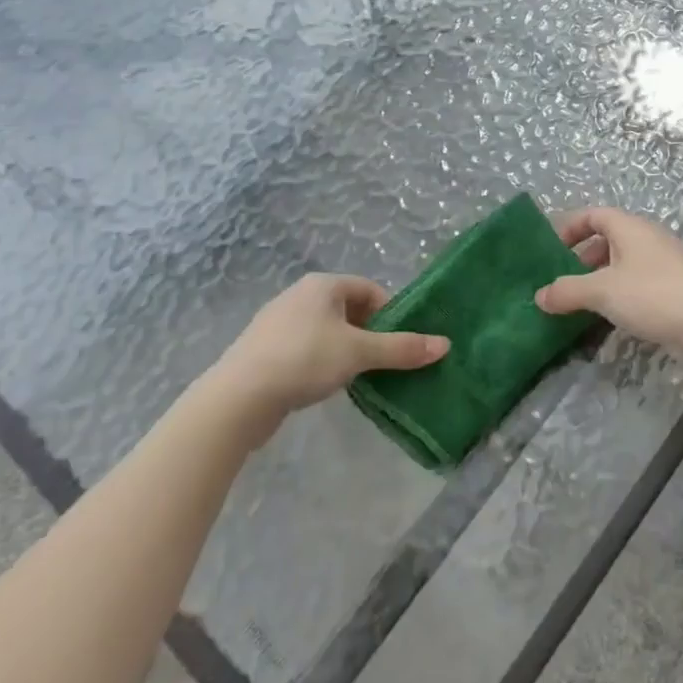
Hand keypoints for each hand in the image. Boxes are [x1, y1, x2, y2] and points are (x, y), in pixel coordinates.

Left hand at [206, 274, 448, 419]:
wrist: (237, 398)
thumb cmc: (304, 360)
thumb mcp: (359, 353)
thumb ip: (402, 348)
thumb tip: (445, 344)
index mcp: (323, 285)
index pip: (370, 290)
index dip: (389, 314)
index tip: (398, 343)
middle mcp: (299, 295)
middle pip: (348, 309)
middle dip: (368, 334)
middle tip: (381, 362)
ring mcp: (277, 322)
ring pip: (326, 330)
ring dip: (345, 349)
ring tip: (356, 376)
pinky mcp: (263, 350)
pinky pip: (304, 348)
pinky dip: (320, 362)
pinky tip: (322, 385)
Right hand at [534, 207, 682, 356]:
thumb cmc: (653, 294)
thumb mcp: (603, 292)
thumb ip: (568, 291)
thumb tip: (539, 295)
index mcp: (629, 227)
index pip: (594, 214)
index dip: (570, 227)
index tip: (551, 250)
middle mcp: (646, 237)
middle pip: (608, 238)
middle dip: (583, 257)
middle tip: (564, 281)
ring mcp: (663, 260)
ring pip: (623, 261)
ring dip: (601, 277)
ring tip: (583, 302)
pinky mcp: (674, 284)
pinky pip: (637, 280)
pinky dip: (620, 291)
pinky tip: (612, 315)